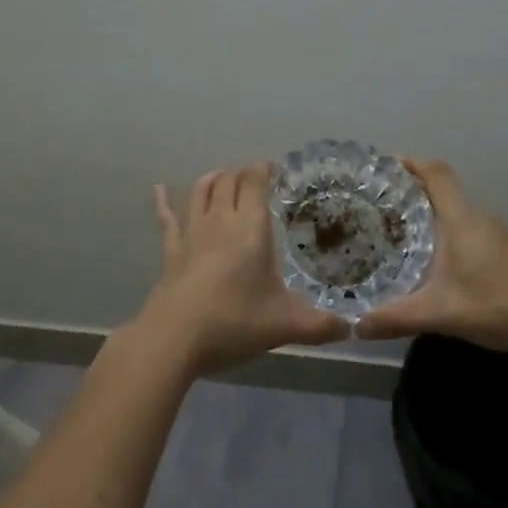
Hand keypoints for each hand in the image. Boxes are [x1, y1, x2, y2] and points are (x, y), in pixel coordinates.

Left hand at [134, 163, 351, 375]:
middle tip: (254, 177)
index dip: (264, 170)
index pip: (256, 182)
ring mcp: (192, 233)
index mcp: (251, 227)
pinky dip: (163, 203)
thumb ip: (319, 326)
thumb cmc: (234, 321)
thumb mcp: (284, 326)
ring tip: (221, 176)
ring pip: (200, 192)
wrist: (174, 338)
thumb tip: (350, 328)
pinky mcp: (171, 252)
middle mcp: (221, 220)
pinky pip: (167, 219)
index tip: (275, 169)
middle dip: (242, 173)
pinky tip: (158, 190)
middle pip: (229, 181)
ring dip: (212, 179)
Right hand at [356, 158, 507, 353]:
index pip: (438, 175)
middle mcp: (481, 218)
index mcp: (462, 220)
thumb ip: (397, 318)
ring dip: (437, 218)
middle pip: (447, 193)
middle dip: (417, 195)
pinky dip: (455, 236)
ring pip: (462, 215)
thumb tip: (357, 326)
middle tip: (386, 208)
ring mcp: (501, 234)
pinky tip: (445, 264)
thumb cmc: (496, 304)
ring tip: (408, 235)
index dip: (414, 164)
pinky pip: (475, 232)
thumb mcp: (440, 313)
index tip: (390, 163)